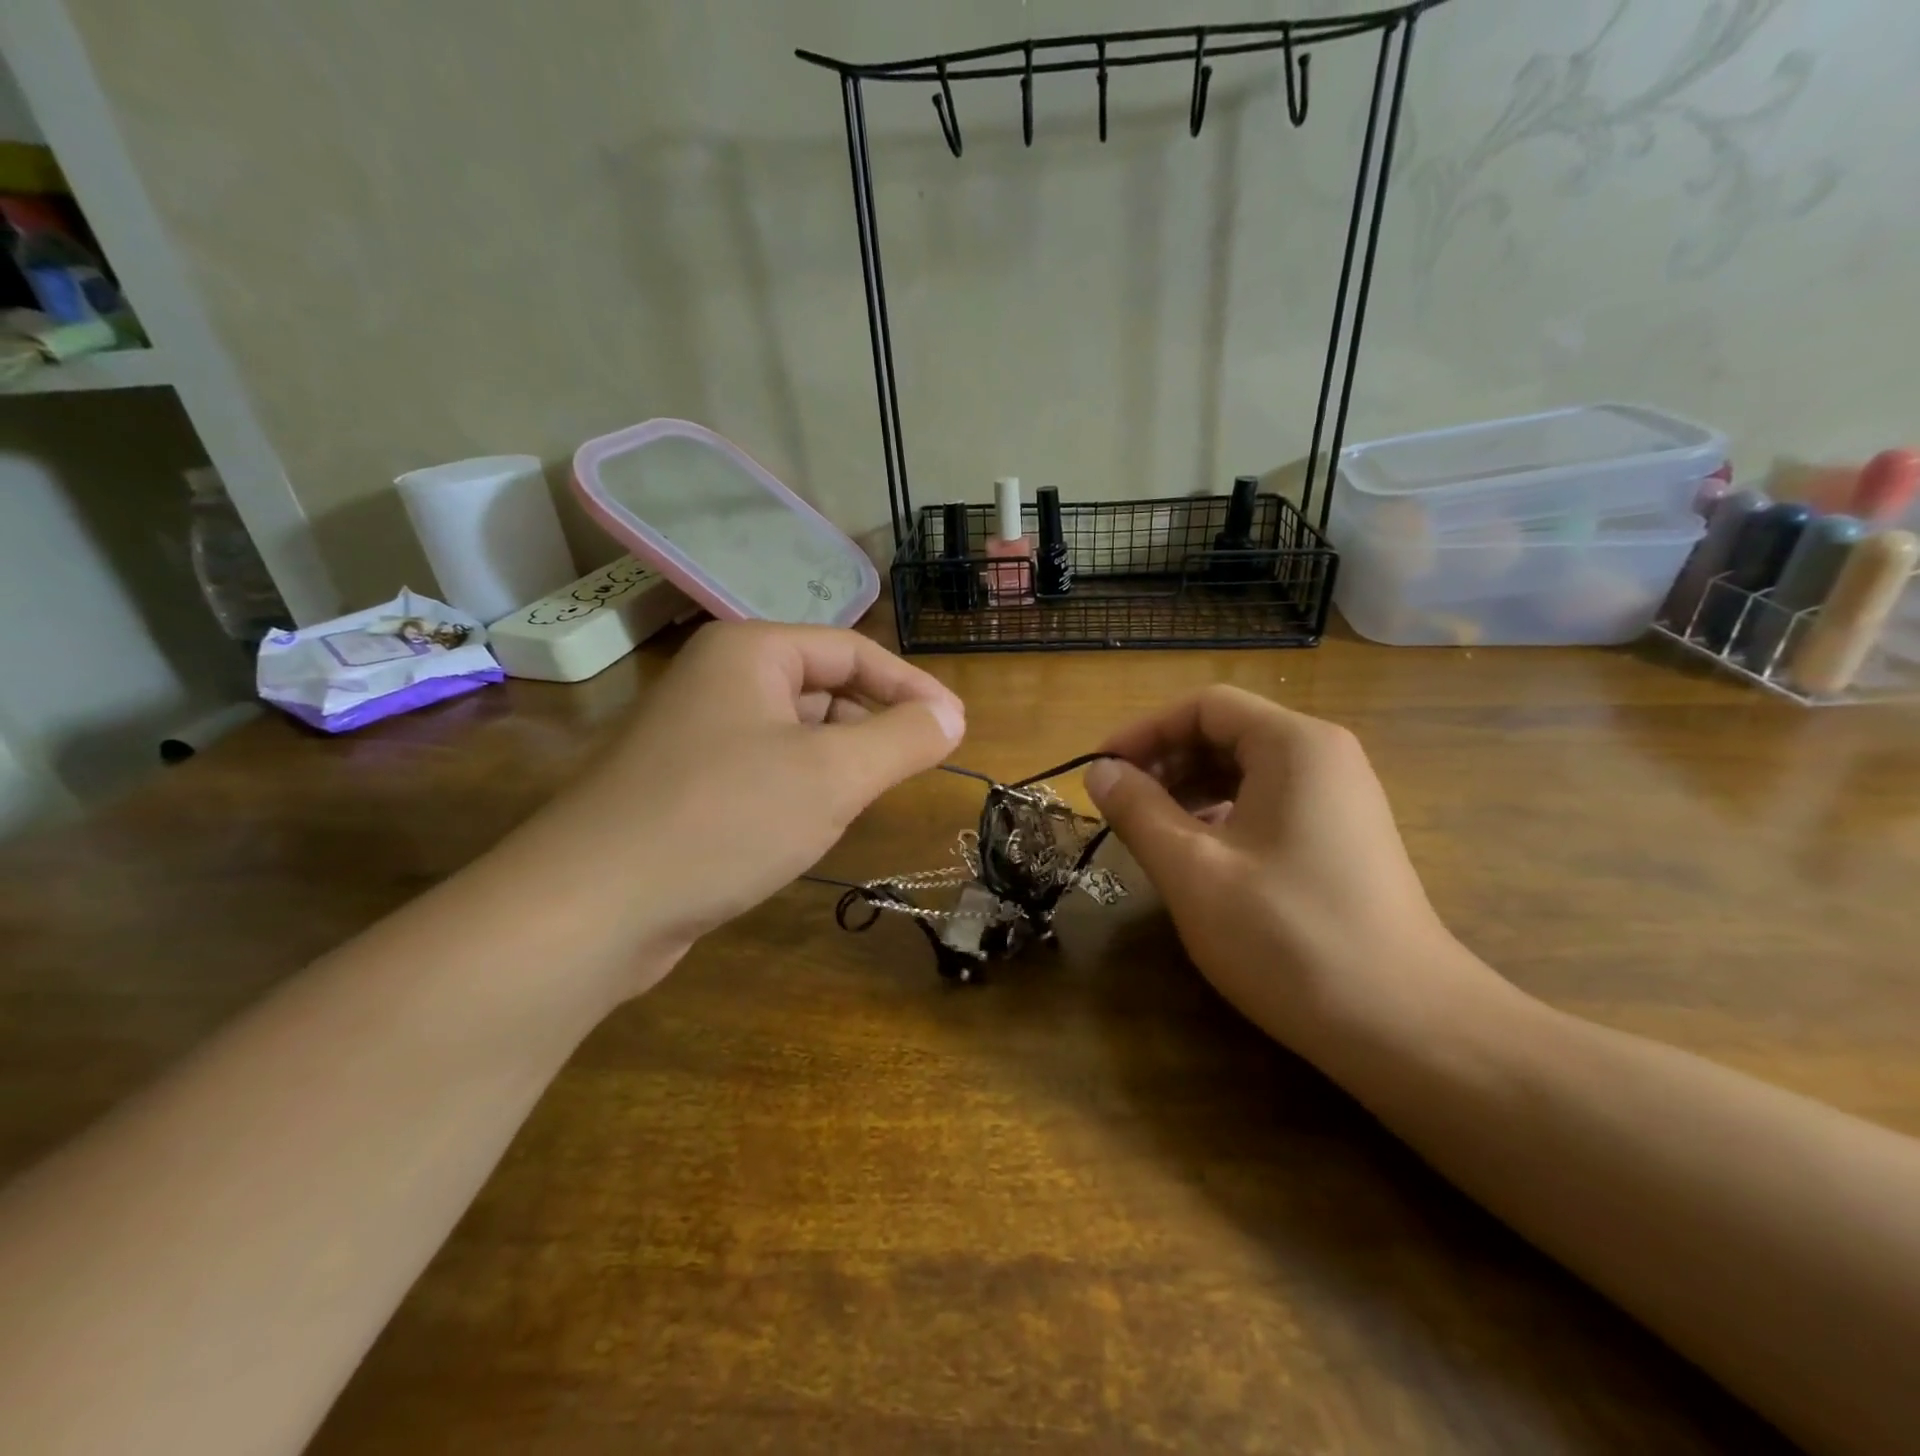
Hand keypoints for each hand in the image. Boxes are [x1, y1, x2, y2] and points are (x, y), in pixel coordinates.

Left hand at [511, 623, 964, 989]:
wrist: (591, 907)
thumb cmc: (724, 819)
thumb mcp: (832, 775)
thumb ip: (903, 739)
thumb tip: (952, 716)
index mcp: (751, 652)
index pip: (853, 651)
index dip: (912, 687)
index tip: (955, 728)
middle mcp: (720, 680)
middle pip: (824, 687)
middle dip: (874, 725)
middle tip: (917, 766)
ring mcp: (697, 734)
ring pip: (795, 733)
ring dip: (839, 761)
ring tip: (868, 797)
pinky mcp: (685, 786)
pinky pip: (765, 769)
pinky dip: (801, 788)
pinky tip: (810, 825)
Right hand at [1084, 686, 1505, 1065]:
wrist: (1407, 1027)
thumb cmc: (1288, 936)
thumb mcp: (1193, 870)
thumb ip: (1138, 811)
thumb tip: (1099, 771)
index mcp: (1294, 745)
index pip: (1204, 706)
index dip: (1144, 731)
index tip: (1100, 771)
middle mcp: (1324, 757)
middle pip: (1227, 732)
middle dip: (1165, 760)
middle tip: (1118, 804)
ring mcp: (1340, 799)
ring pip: (1247, 770)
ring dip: (1190, 789)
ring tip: (1150, 830)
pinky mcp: (1343, 838)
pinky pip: (1269, 803)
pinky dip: (1223, 814)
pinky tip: (1197, 853)